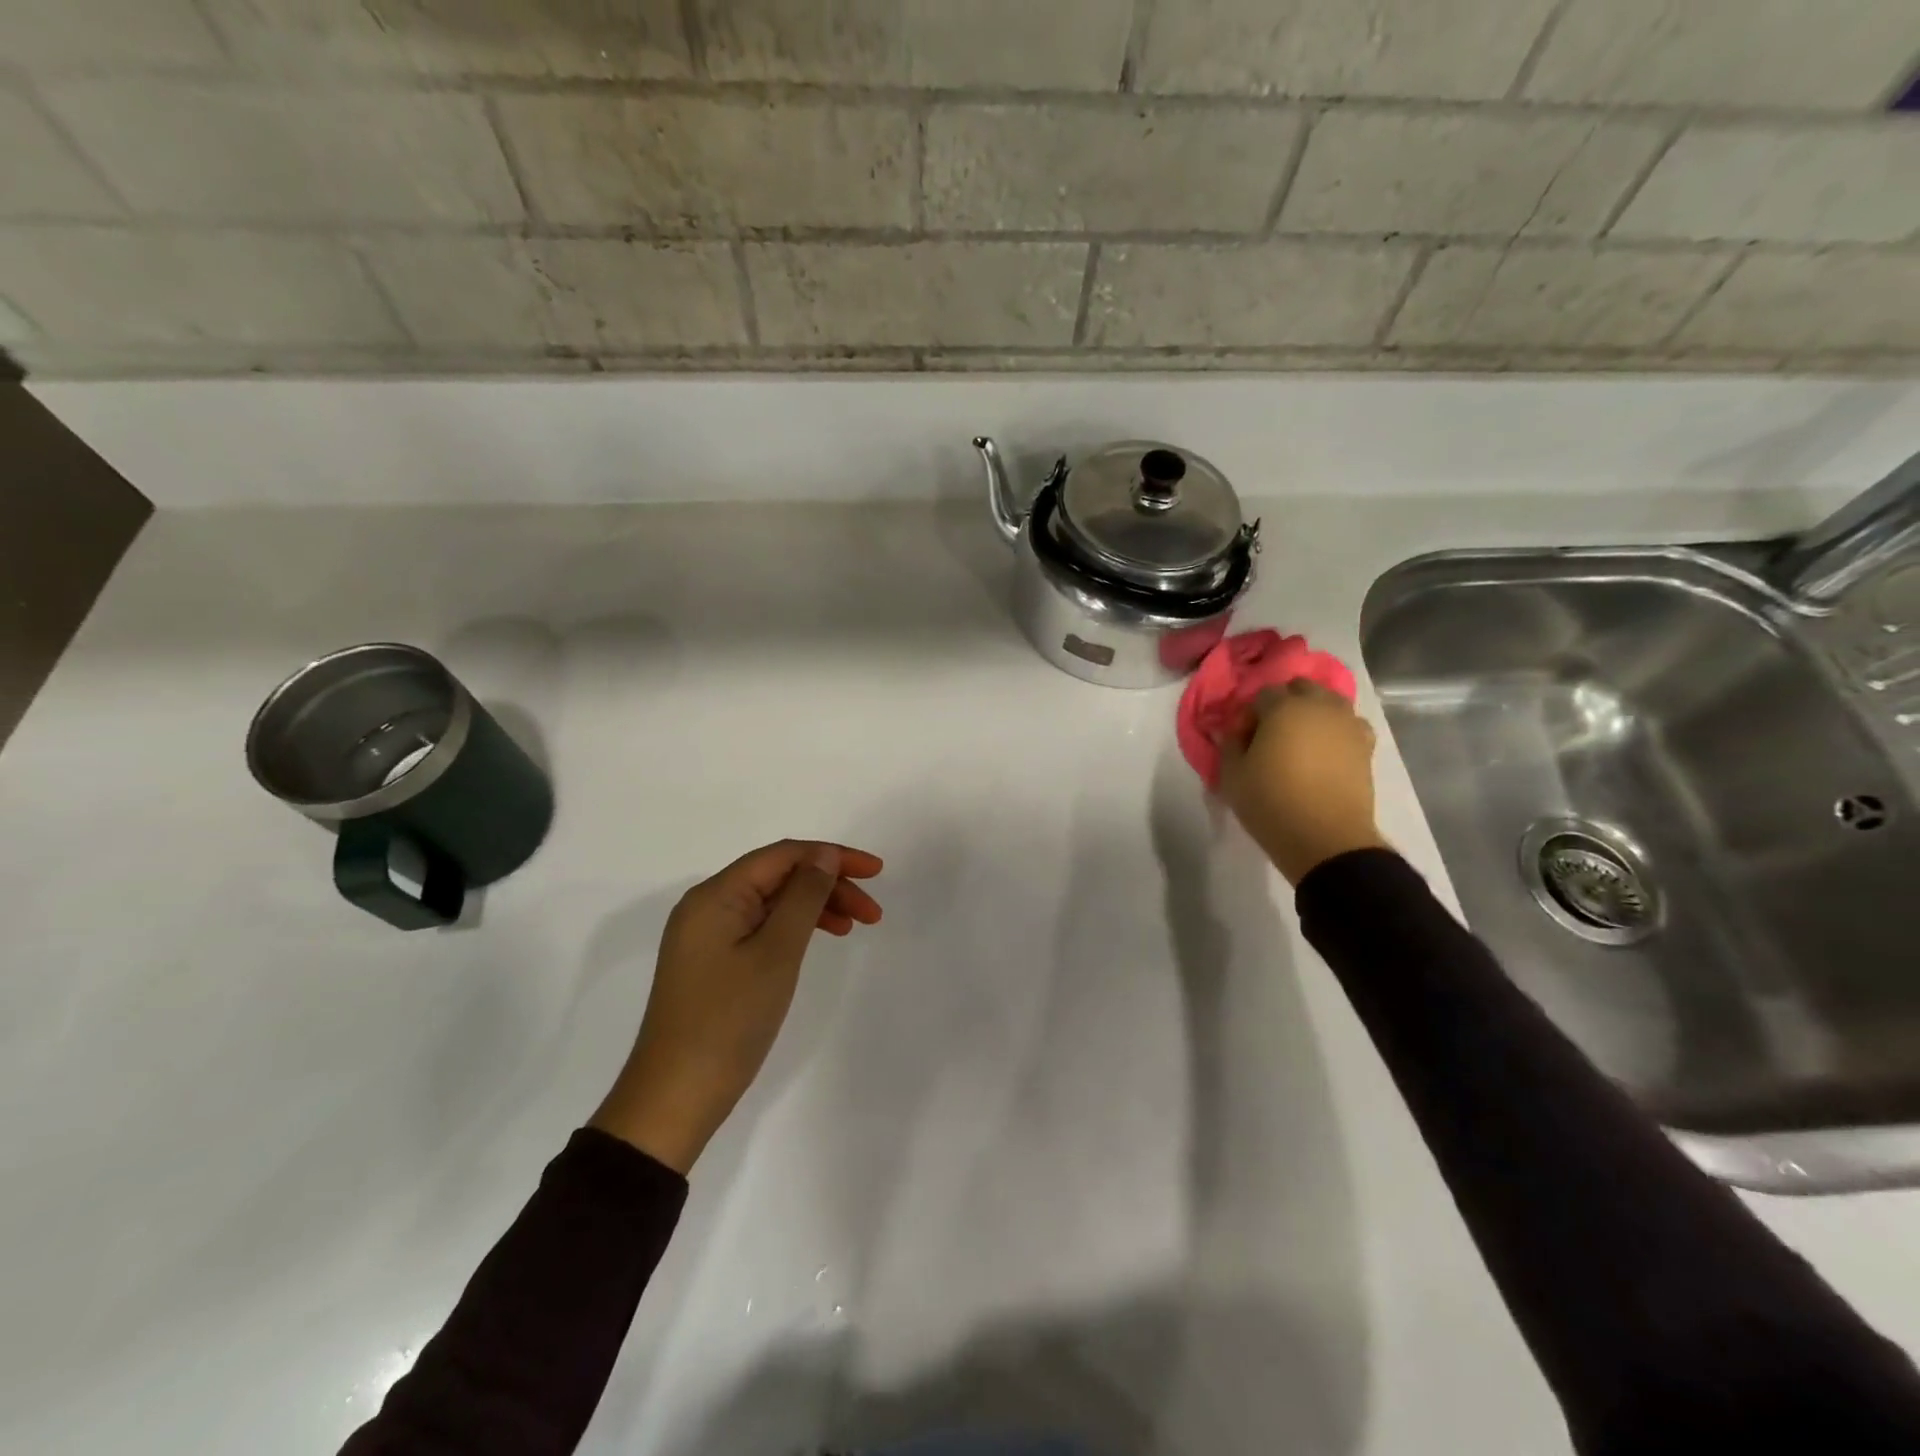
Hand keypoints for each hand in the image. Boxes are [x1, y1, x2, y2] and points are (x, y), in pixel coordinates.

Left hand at [591, 840, 883, 1172]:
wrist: (675, 1098)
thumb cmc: (729, 1021)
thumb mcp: (777, 953)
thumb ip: (804, 896)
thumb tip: (823, 855)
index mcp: (716, 895)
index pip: (783, 855)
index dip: (833, 856)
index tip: (877, 872)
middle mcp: (707, 905)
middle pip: (778, 876)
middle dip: (828, 884)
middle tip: (872, 912)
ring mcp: (706, 935)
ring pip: (772, 902)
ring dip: (815, 906)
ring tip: (854, 926)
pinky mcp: (711, 961)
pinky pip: (760, 926)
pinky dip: (794, 928)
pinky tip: (818, 939)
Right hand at [1216, 680, 1388, 885]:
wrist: (1326, 839)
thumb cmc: (1271, 802)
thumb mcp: (1231, 775)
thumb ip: (1229, 744)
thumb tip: (1233, 731)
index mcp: (1284, 707)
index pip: (1262, 694)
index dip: (1249, 714)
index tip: (1242, 739)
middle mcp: (1320, 706)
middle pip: (1301, 688)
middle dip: (1284, 704)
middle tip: (1270, 734)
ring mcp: (1348, 725)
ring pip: (1328, 704)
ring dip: (1312, 714)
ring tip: (1299, 743)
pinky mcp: (1366, 747)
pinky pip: (1348, 726)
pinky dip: (1335, 732)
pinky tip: (1325, 753)